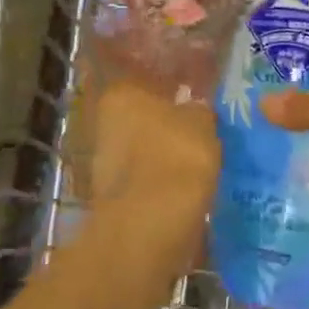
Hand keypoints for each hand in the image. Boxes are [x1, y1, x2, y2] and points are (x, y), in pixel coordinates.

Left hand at [86, 78, 218, 258]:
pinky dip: (164, 185)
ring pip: (145, 153)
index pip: (152, 84)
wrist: (151, 224)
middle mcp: (105, 124)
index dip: (178, 94)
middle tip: (204, 137)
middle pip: (145, 120)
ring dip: (167, 159)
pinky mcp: (113, 198)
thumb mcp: (202, 123)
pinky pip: (147, 182)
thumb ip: (199, 110)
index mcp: (122, 95)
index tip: (200, 106)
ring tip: (202, 167)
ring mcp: (104, 163)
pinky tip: (188, 191)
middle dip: (170, 128)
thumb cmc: (177, 157)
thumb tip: (195, 109)